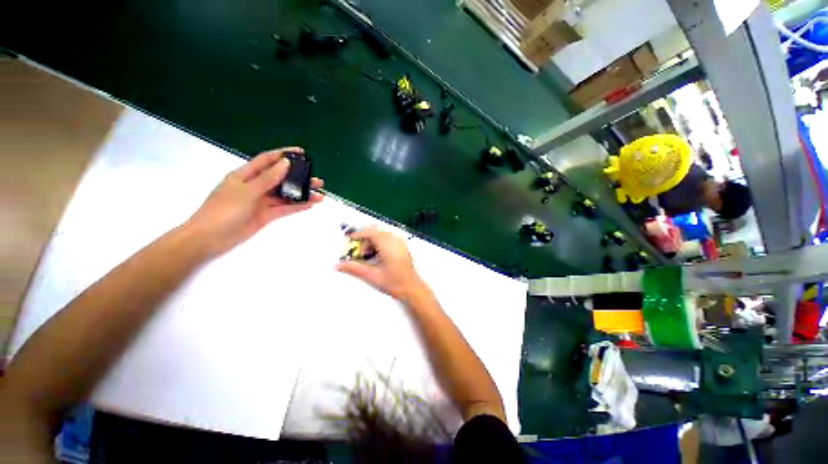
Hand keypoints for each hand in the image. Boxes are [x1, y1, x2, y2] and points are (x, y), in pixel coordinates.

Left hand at [183, 147, 322, 255]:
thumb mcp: (247, 191)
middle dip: (299, 177)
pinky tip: (310, 204)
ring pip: (286, 194)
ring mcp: (262, 201)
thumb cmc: (224, 210)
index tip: (302, 153)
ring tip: (319, 194)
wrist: (210, 238)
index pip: (267, 160)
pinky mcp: (266, 215)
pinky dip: (298, 206)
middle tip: (316, 179)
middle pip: (281, 178)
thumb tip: (285, 163)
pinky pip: (285, 208)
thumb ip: (268, 178)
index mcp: (246, 175)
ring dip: (302, 194)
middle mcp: (256, 186)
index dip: (284, 154)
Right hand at [335, 226, 427, 300]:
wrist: (412, 287)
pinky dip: (379, 242)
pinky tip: (377, 255)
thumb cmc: (394, 282)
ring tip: (368, 256)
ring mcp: (400, 241)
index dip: (358, 234)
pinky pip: (387, 237)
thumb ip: (354, 268)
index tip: (349, 240)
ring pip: (381, 234)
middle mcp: (395, 240)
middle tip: (359, 252)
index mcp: (388, 245)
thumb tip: (338, 265)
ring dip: (371, 241)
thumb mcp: (372, 276)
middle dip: (364, 239)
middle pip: (375, 232)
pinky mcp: (402, 245)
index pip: (370, 232)